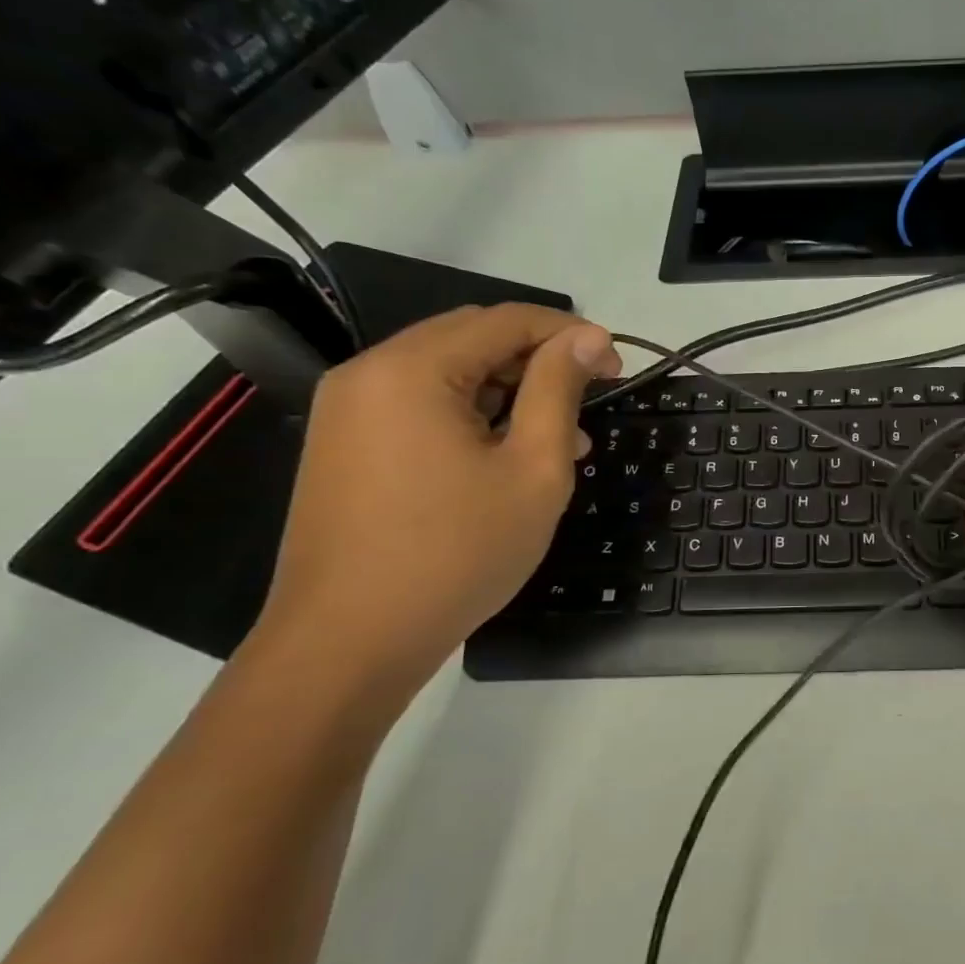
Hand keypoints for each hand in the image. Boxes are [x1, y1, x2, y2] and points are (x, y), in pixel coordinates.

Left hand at [255, 304, 621, 692]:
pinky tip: (509, 456)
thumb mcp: (532, 469)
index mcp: (412, 369)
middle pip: (473, 339)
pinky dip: (473, 417)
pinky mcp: (346, 446)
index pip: (507, 320)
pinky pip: (421, 407)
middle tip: (592, 399)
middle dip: (541, 361)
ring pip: (449, 374)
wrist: (349, 644)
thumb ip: (559, 390)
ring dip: (510, 392)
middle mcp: (369, 373)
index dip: (572, 335)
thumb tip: (589, 337)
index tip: (618, 367)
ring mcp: (349, 410)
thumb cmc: (457, 554)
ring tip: (563, 438)